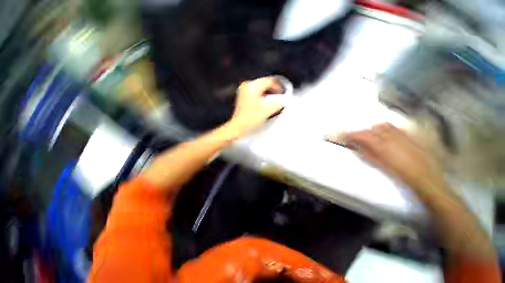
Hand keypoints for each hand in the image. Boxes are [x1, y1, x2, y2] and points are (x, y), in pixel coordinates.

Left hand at [228, 76, 283, 136]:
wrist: (239, 127)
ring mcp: (243, 91)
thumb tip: (284, 100)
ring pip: (260, 89)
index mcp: (252, 86)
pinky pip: (255, 93)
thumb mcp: (268, 109)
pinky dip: (262, 96)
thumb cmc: (251, 118)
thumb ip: (278, 103)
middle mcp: (247, 86)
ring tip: (274, 101)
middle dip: (273, 90)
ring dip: (268, 94)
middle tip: (280, 97)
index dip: (278, 87)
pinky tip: (265, 103)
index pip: (269, 81)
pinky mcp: (243, 98)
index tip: (283, 93)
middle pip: (264, 84)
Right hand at [330, 123, 443, 190]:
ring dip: (373, 130)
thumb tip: (354, 145)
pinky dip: (385, 129)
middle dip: (361, 133)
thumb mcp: (378, 164)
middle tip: (355, 138)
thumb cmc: (399, 173)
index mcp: (380, 144)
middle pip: (370, 129)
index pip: (360, 135)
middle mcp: (390, 136)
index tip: (340, 135)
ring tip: (371, 137)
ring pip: (382, 125)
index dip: (348, 134)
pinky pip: (394, 127)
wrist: (424, 175)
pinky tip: (385, 135)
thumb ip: (364, 152)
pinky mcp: (409, 134)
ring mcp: (401, 134)